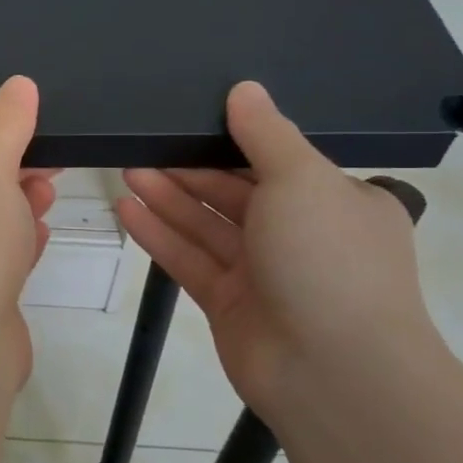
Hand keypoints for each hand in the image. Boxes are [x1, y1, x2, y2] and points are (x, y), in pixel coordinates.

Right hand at [116, 81, 441, 416]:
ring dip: (169, 197)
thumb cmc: (328, 260)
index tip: (191, 116)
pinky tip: (127, 210)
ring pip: (207, 224)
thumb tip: (245, 89)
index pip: (279, 161)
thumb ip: (267, 134)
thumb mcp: (303, 180)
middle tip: (143, 142)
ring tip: (126, 168)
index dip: (234, 138)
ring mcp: (263, 273)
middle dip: (190, 167)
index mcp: (337, 202)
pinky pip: (189, 259)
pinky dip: (160, 235)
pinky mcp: (228, 302)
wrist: (334, 373)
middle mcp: (301, 235)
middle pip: (235, 191)